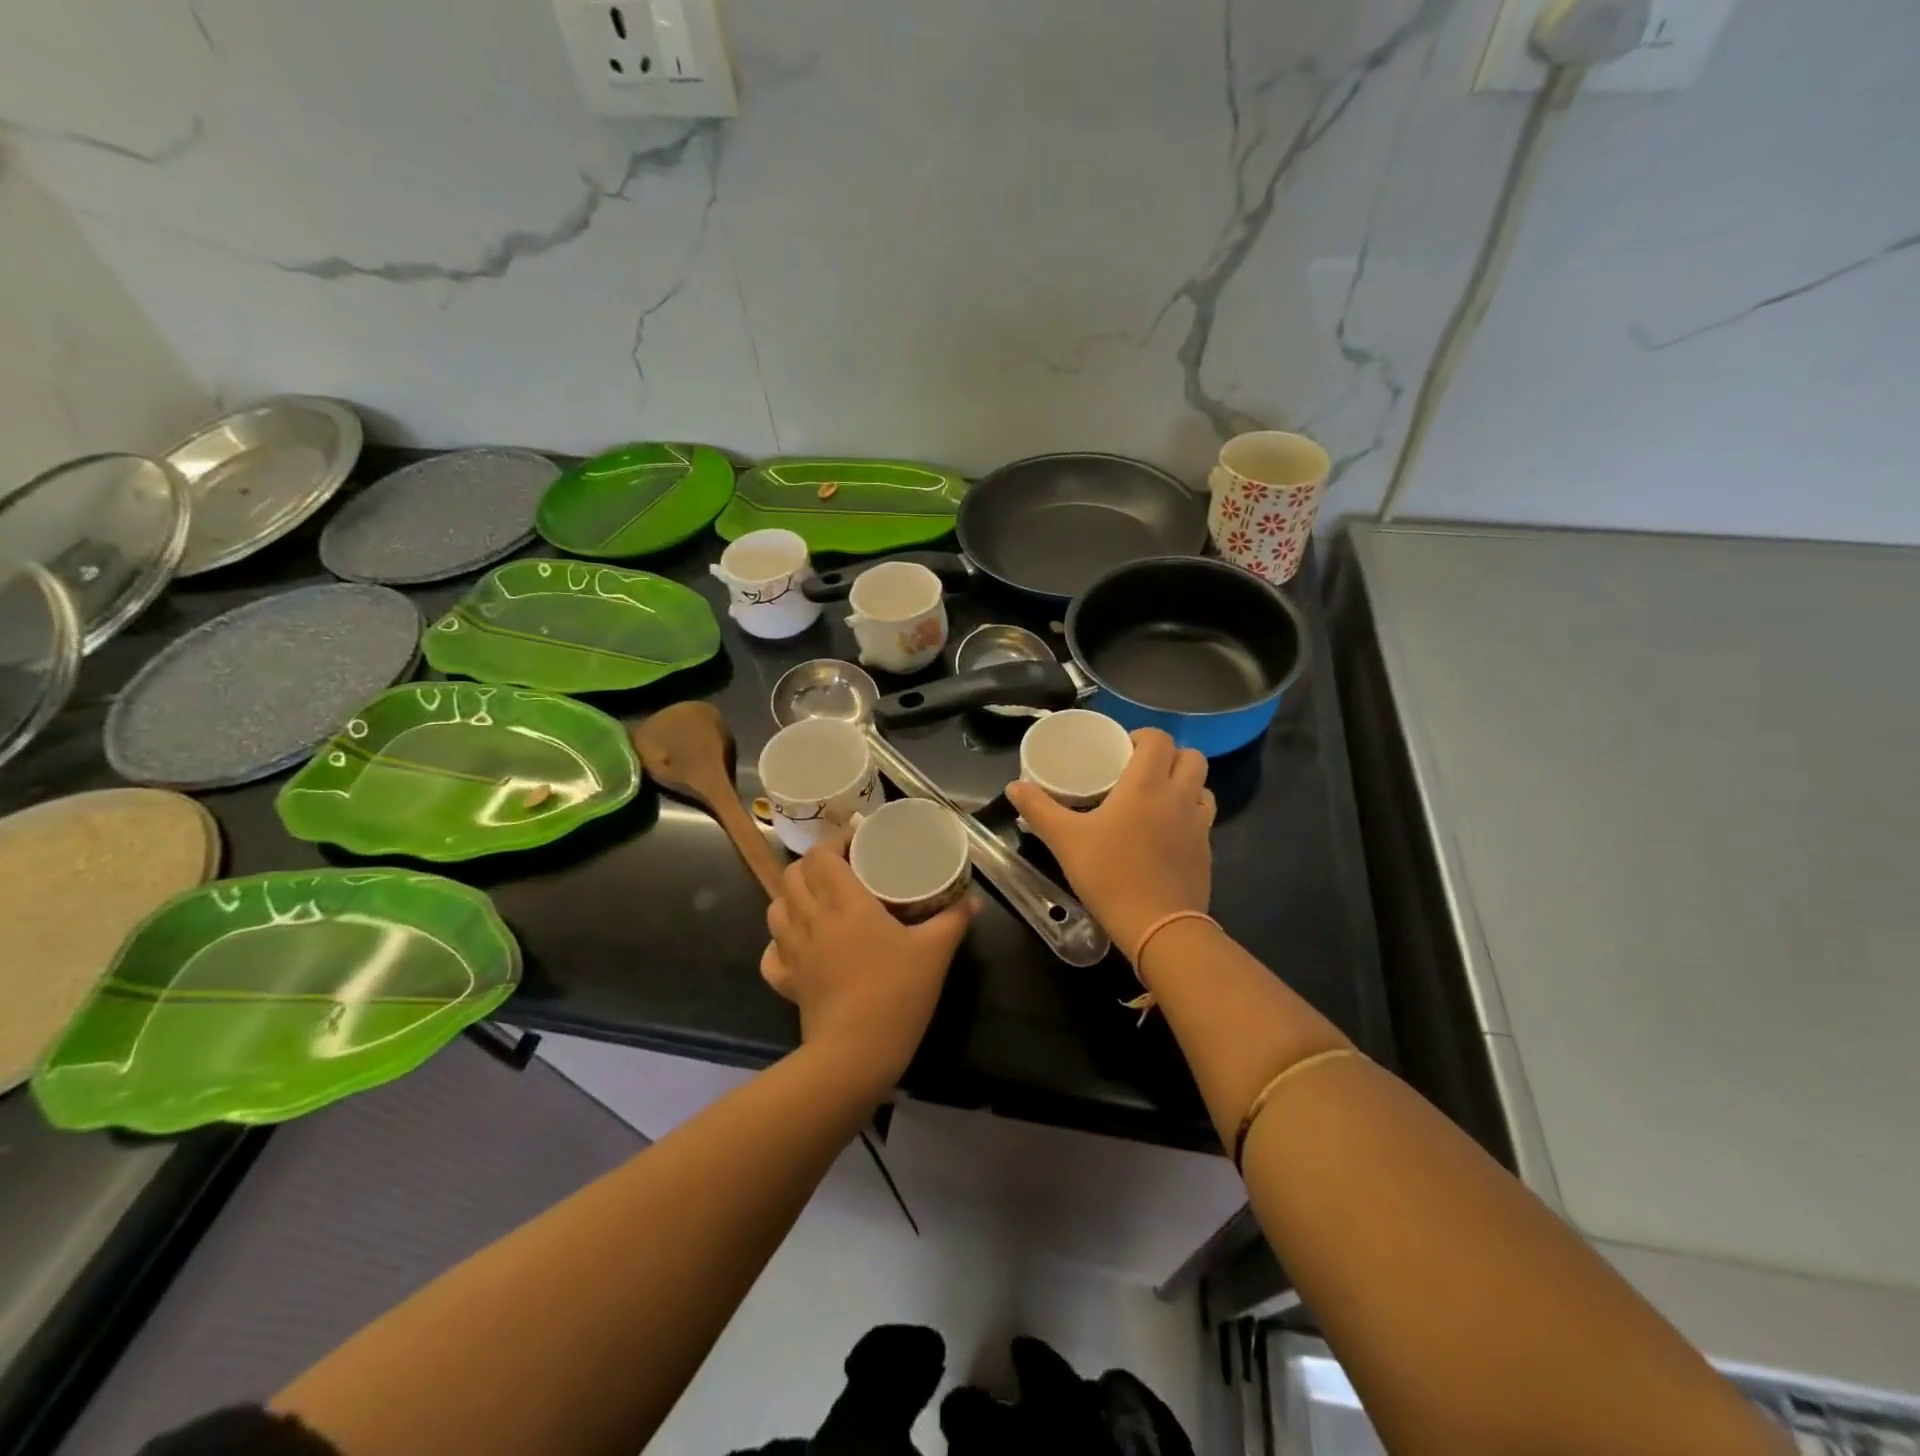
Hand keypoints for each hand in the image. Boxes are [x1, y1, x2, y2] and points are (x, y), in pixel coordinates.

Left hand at [761, 838, 976, 1087]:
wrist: (856, 1053)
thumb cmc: (896, 993)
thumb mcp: (935, 952)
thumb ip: (953, 920)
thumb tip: (973, 899)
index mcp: (845, 903)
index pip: (821, 856)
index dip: (834, 843)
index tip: (856, 843)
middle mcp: (812, 919)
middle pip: (793, 875)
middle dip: (813, 865)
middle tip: (841, 869)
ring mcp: (793, 951)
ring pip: (776, 907)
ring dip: (792, 896)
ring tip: (818, 900)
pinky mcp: (786, 980)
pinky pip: (771, 951)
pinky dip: (779, 940)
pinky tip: (798, 943)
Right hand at [1005, 728, 1213, 960]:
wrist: (1159, 927)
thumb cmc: (1110, 874)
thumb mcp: (1065, 840)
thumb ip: (1039, 809)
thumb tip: (1014, 786)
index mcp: (1146, 784)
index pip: (1159, 739)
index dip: (1142, 736)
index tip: (1121, 750)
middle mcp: (1179, 796)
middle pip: (1190, 756)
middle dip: (1168, 756)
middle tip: (1140, 771)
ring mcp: (1199, 824)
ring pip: (1203, 786)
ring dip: (1185, 783)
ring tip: (1157, 798)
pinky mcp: (1206, 851)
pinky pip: (1204, 818)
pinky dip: (1189, 814)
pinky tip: (1166, 833)